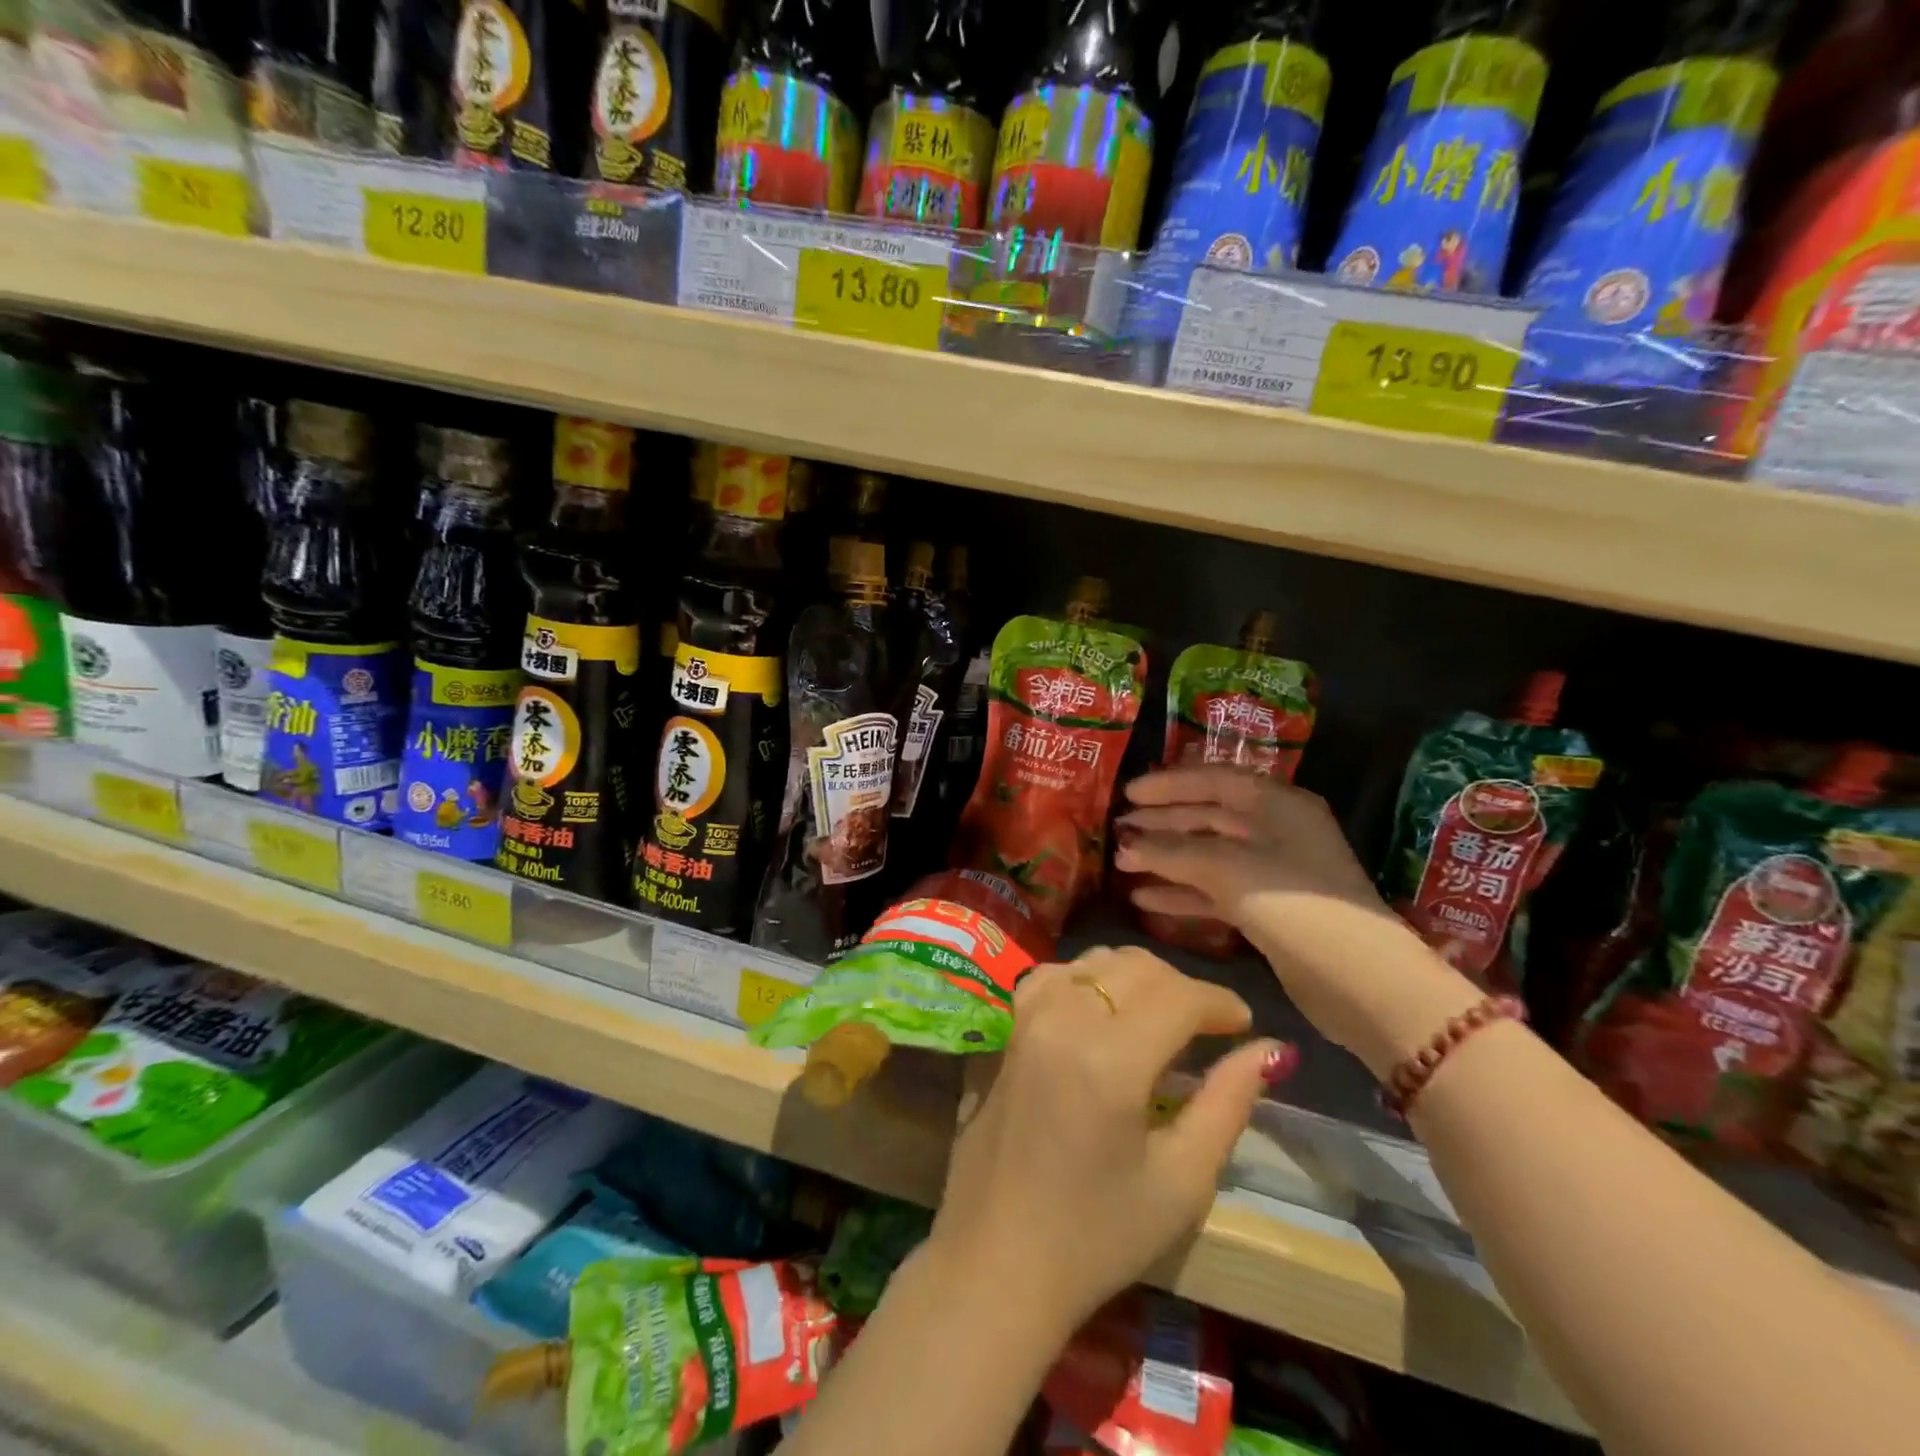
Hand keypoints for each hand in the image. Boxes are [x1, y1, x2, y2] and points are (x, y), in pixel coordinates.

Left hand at [923, 946, 1283, 1335]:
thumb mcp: (1182, 1182)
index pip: (1179, 996)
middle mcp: (1062, 1018)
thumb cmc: (1097, 1235)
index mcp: (1109, 1059)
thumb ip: (1227, 1103)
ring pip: (1094, 961)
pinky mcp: (1003, 1026)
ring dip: (1136, 979)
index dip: (1221, 1002)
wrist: (997, 1257)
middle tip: (1207, 1027)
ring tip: (1160, 1019)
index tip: (1244, 1025)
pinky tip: (1102, 1012)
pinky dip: (1088, 979)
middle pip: (1137, 968)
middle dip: (1183, 988)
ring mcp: (1024, 1016)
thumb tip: (1268, 1049)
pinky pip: (1054, 974)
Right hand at [1113, 764, 1382, 922]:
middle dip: (1162, 824)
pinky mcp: (1268, 911)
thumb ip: (1170, 851)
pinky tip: (1145, 900)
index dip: (1168, 785)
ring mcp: (1273, 873)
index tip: (1127, 795)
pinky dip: (1183, 893)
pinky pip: (1216, 891)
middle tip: (1118, 830)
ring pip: (1209, 856)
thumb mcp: (1226, 868)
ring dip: (1166, 860)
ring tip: (1122, 864)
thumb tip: (1124, 844)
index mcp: (1277, 804)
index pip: (1214, 780)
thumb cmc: (1292, 903)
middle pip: (1209, 817)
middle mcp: (1277, 831)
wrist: (1357, 980)